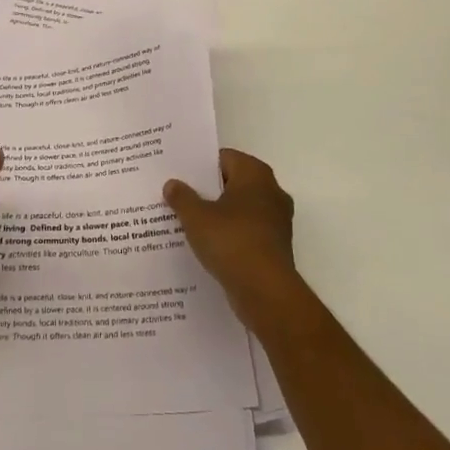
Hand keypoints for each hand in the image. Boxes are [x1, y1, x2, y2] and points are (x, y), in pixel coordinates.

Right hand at [163, 149, 300, 325]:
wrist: (266, 291)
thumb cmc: (231, 241)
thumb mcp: (196, 217)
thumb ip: (182, 197)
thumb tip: (172, 184)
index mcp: (255, 174)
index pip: (224, 158)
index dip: (200, 166)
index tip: (178, 175)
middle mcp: (271, 191)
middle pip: (232, 183)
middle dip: (207, 190)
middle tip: (178, 196)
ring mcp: (276, 220)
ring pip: (240, 209)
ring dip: (218, 214)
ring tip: (188, 221)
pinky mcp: (275, 246)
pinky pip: (247, 231)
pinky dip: (230, 235)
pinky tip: (207, 245)